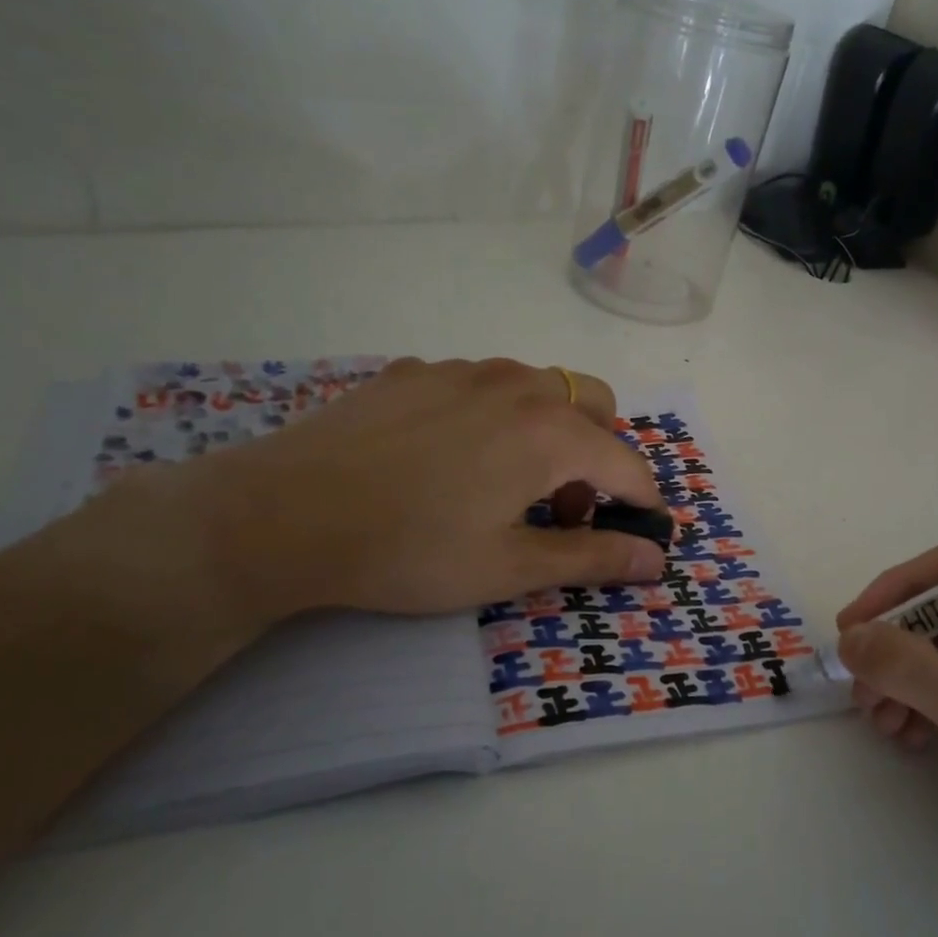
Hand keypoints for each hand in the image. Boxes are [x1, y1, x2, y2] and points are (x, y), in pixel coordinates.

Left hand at [84, 357, 666, 630]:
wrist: (279, 514)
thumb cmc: (408, 550)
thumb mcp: (508, 566)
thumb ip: (593, 557)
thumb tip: (658, 557)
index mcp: (551, 432)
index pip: (629, 464)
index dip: (643, 505)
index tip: (635, 538)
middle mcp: (519, 385)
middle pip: (596, 407)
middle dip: (601, 456)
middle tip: (565, 508)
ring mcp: (463, 370)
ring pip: (540, 388)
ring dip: (552, 431)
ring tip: (508, 481)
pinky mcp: (415, 371)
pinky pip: (482, 384)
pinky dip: (496, 415)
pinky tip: (450, 456)